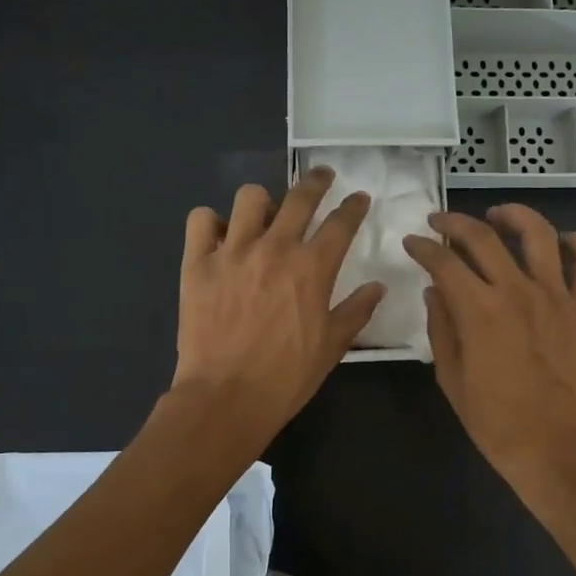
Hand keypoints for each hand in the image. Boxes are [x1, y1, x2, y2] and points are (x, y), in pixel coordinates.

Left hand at [174, 168, 384, 445]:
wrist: (226, 397)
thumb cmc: (286, 376)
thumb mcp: (332, 346)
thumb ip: (357, 310)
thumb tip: (378, 286)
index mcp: (312, 267)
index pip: (341, 222)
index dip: (354, 206)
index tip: (359, 198)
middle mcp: (274, 248)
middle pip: (300, 197)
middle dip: (317, 181)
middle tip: (322, 177)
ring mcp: (232, 252)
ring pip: (249, 198)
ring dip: (262, 203)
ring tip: (264, 215)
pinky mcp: (197, 263)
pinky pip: (201, 220)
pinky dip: (211, 223)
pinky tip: (220, 237)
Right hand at [402, 204, 575, 487]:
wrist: (558, 449)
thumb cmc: (497, 422)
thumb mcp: (451, 379)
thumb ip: (441, 328)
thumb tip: (436, 291)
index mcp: (479, 310)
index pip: (443, 261)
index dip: (423, 247)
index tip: (412, 243)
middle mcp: (517, 290)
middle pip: (483, 237)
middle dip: (455, 222)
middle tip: (441, 221)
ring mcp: (557, 296)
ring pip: (539, 234)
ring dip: (515, 215)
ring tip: (498, 215)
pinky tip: (563, 242)